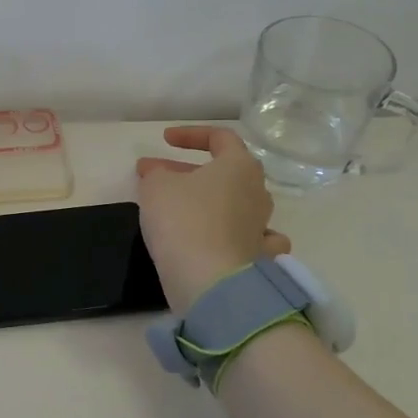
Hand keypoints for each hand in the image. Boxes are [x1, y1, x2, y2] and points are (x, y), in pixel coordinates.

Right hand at [136, 125, 290, 310]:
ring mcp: (262, 227)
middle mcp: (257, 192)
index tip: (164, 140)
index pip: (220, 137)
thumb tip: (159, 173)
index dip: (190, 134)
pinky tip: (220, 238)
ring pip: (235, 203)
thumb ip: (156, 173)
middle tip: (155, 176)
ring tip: (178, 208)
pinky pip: (247, 238)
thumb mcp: (155, 186)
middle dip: (188, 170)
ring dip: (206, 201)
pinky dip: (232, 234)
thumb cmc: (184, 221)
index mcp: (239, 166)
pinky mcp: (259, 259)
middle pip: (226, 172)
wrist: (211, 282)